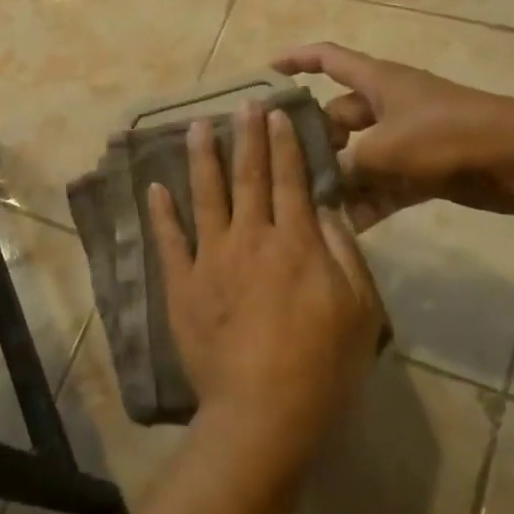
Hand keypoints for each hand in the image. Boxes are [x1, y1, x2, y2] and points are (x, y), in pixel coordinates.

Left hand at [147, 102, 384, 474]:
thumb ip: (341, 251)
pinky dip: (161, 212)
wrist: (262, 410)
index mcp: (294, 242)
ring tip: (196, 127)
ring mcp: (211, 259)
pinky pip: (169, 240)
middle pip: (248, 177)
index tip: (274, 113)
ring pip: (205, 196)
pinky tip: (155, 187)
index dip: (283, 144)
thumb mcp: (359, 309)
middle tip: (241, 103)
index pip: (290, 180)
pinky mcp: (182, 284)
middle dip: (246, 137)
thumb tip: (323, 207)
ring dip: (202, 158)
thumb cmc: (322, 364)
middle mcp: (250, 238)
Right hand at [272, 42, 513, 227]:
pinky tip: (349, 227)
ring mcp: (408, 137)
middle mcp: (388, 105)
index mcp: (377, 81)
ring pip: (360, 155)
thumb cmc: (446, 136)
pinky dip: (370, 201)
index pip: (328, 58)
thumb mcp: (384, 149)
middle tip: (285, 169)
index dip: (296, 60)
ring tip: (313, 204)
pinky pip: (385, 183)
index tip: (266, 73)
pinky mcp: (425, 168)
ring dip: (342, 179)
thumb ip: (347, 165)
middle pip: (338, 117)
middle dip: (315, 142)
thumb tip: (326, 183)